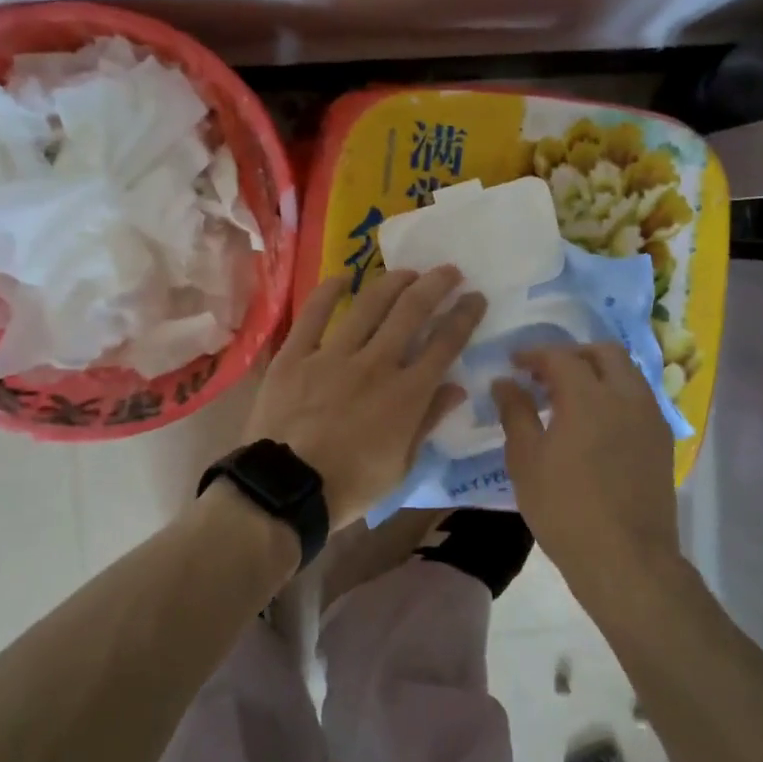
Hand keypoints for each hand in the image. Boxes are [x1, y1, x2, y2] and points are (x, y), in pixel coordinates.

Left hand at [244, 269, 485, 527]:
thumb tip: (457, 388)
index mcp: (407, 394)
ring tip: (407, 271)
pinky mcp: (296, 355)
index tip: (475, 297)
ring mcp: (333, 355)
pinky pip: (314, 314)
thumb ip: (428, 421)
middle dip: (435, 285)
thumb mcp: (401, 465)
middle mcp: (376, 364)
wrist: (286, 490)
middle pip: (412, 312)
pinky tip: (343, 277)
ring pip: (369, 305)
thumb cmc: (350, 486)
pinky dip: (329, 291)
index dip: (464, 316)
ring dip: (393, 282)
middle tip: (448, 271)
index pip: (445, 344)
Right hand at [492, 343, 679, 583]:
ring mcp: (650, 417)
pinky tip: (595, 422)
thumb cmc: (565, 509)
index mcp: (589, 397)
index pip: (561, 356)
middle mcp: (626, 396)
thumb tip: (505, 382)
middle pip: (603, 352)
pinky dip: (614, 393)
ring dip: (597, 372)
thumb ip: (515, 412)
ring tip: (569, 397)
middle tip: (545, 374)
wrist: (626, 559)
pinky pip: (638, 398)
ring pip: (626, 372)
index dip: (534, 354)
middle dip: (572, 354)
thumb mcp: (526, 460)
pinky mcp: (662, 440)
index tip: (514, 363)